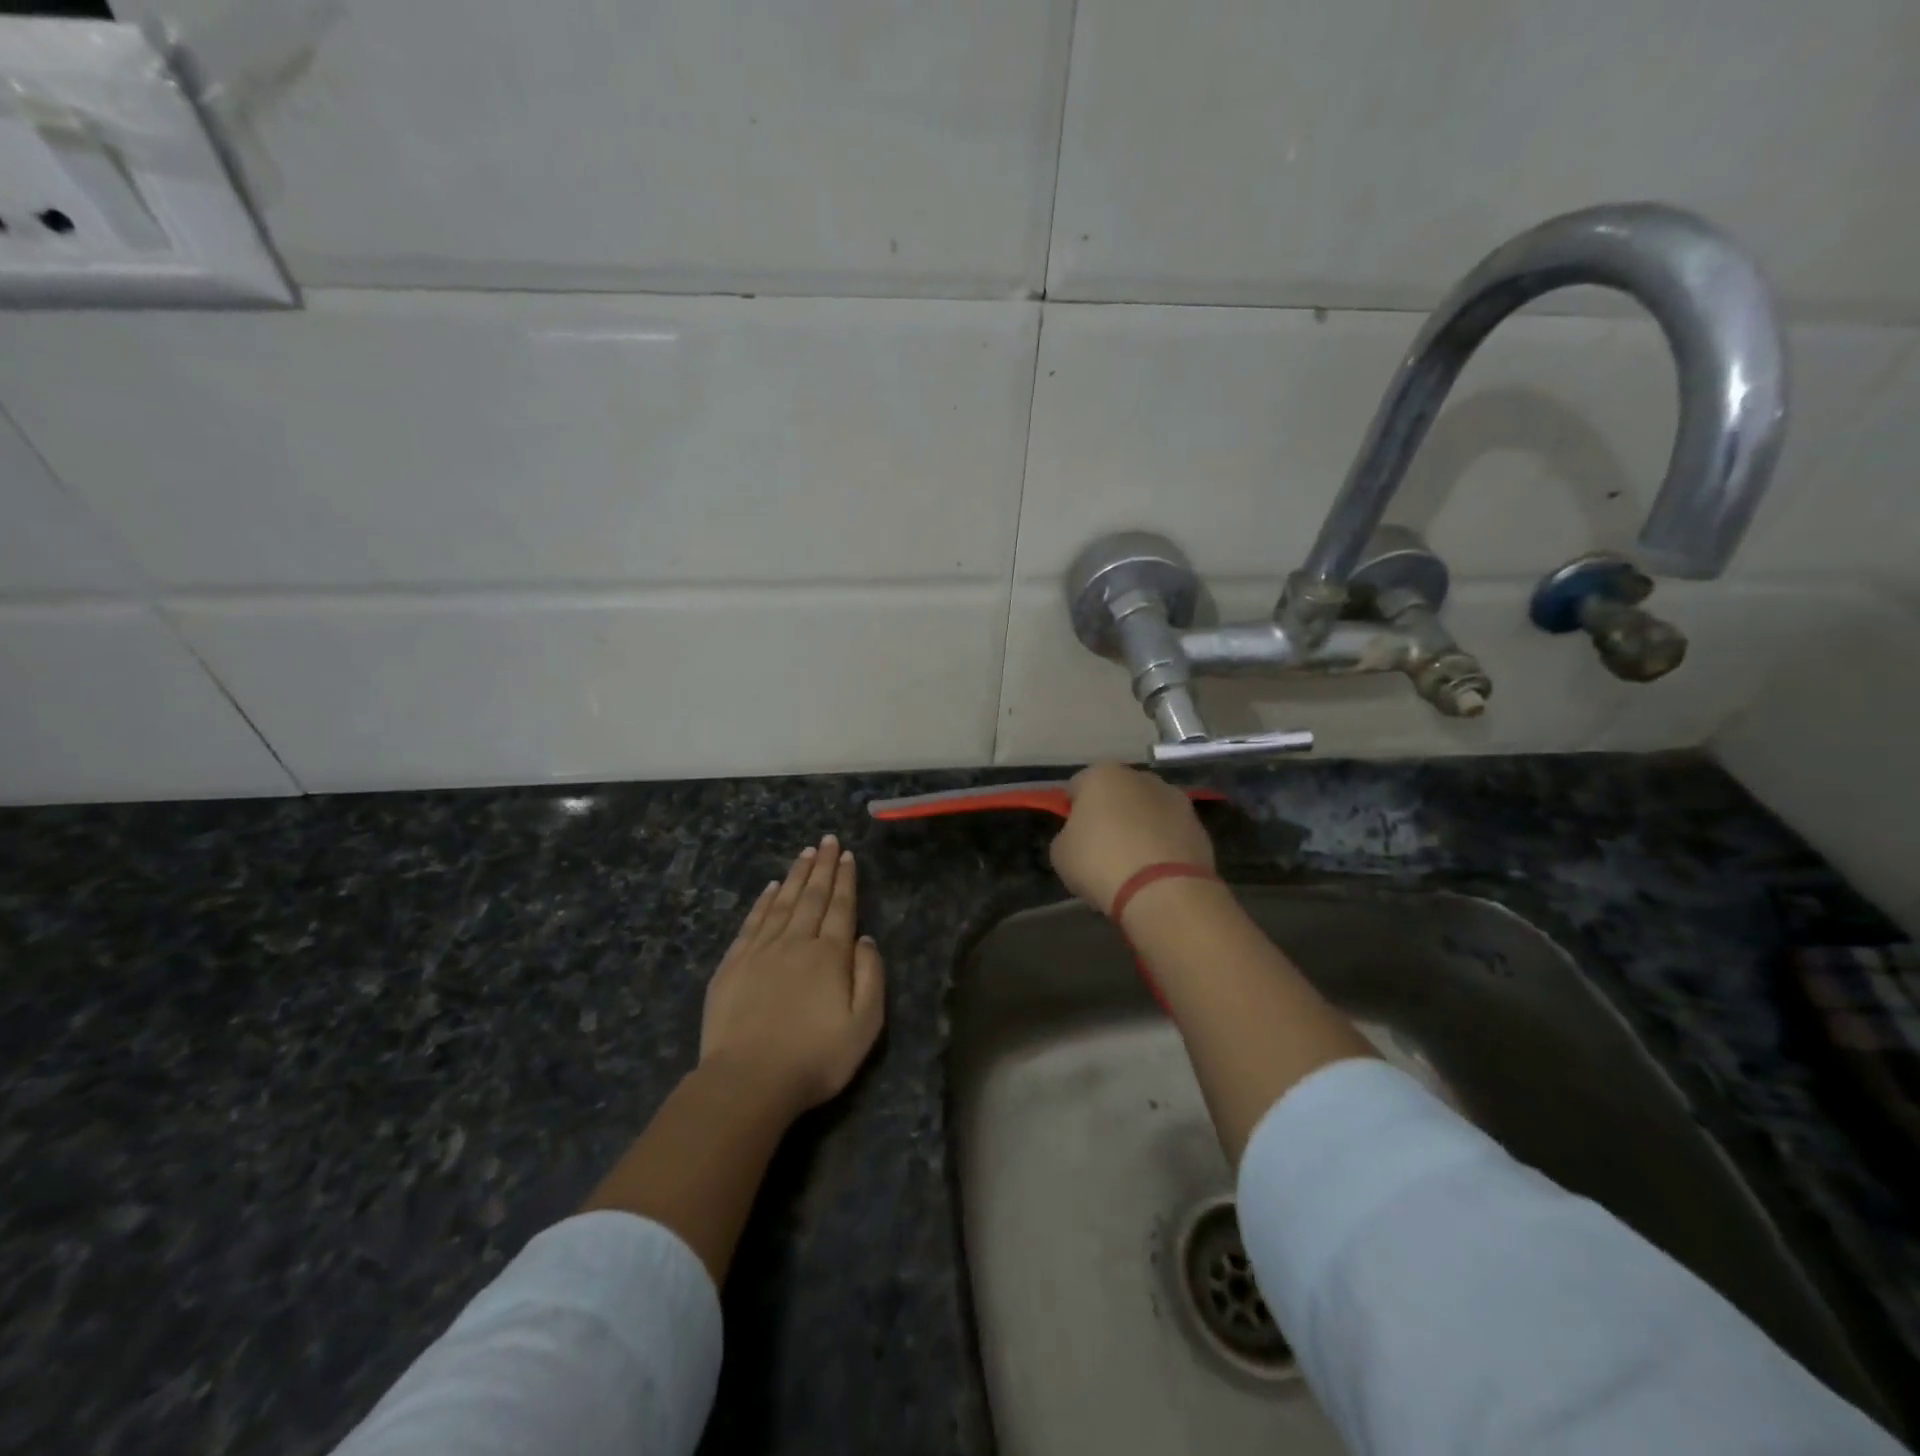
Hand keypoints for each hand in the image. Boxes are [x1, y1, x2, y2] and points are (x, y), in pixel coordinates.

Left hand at [700, 834, 885, 1118]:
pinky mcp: (733, 965)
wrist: (748, 1081)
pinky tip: (771, 888)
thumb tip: (865, 939)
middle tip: (827, 840)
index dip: (845, 880)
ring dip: (796, 876)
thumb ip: (870, 977)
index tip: (847, 855)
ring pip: (783, 903)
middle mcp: (796, 943)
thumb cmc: (815, 1058)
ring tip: (805, 853)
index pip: (841, 907)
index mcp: (829, 956)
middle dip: (822, 866)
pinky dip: (764, 902)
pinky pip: (753, 922)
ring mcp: (761, 951)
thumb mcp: (864, 1026)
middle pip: (812, 897)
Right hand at [1050, 762, 1216, 913]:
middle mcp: (1141, 777)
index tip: (1072, 835)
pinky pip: (1169, 832)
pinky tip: (1155, 872)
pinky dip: (1162, 845)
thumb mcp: (1061, 853)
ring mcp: (1175, 799)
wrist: (1164, 890)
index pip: (1077, 786)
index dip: (1071, 810)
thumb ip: (1068, 835)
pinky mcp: (1198, 825)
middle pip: (1117, 793)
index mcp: (1102, 775)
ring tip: (1132, 863)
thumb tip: (1082, 837)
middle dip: (1110, 813)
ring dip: (1139, 827)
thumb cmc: (1101, 863)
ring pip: (1147, 810)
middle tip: (1102, 848)